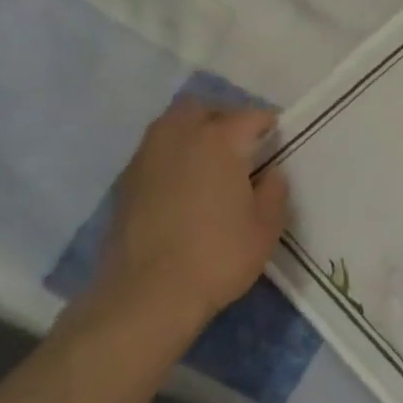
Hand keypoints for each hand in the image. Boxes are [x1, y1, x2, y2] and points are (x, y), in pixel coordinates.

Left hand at [89, 100, 289, 340]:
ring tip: (211, 162)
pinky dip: (172, 157)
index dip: (267, 123)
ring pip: (171, 126)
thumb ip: (273, 192)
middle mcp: (179, 138)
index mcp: (219, 142)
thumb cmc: (218, 256)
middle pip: (200, 107)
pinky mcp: (125, 183)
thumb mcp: (266, 228)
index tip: (278, 137)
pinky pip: (154, 152)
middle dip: (222, 117)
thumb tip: (270, 173)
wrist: (147, 295)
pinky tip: (184, 186)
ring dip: (193, 133)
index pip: (249, 116)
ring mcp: (146, 158)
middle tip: (241, 142)